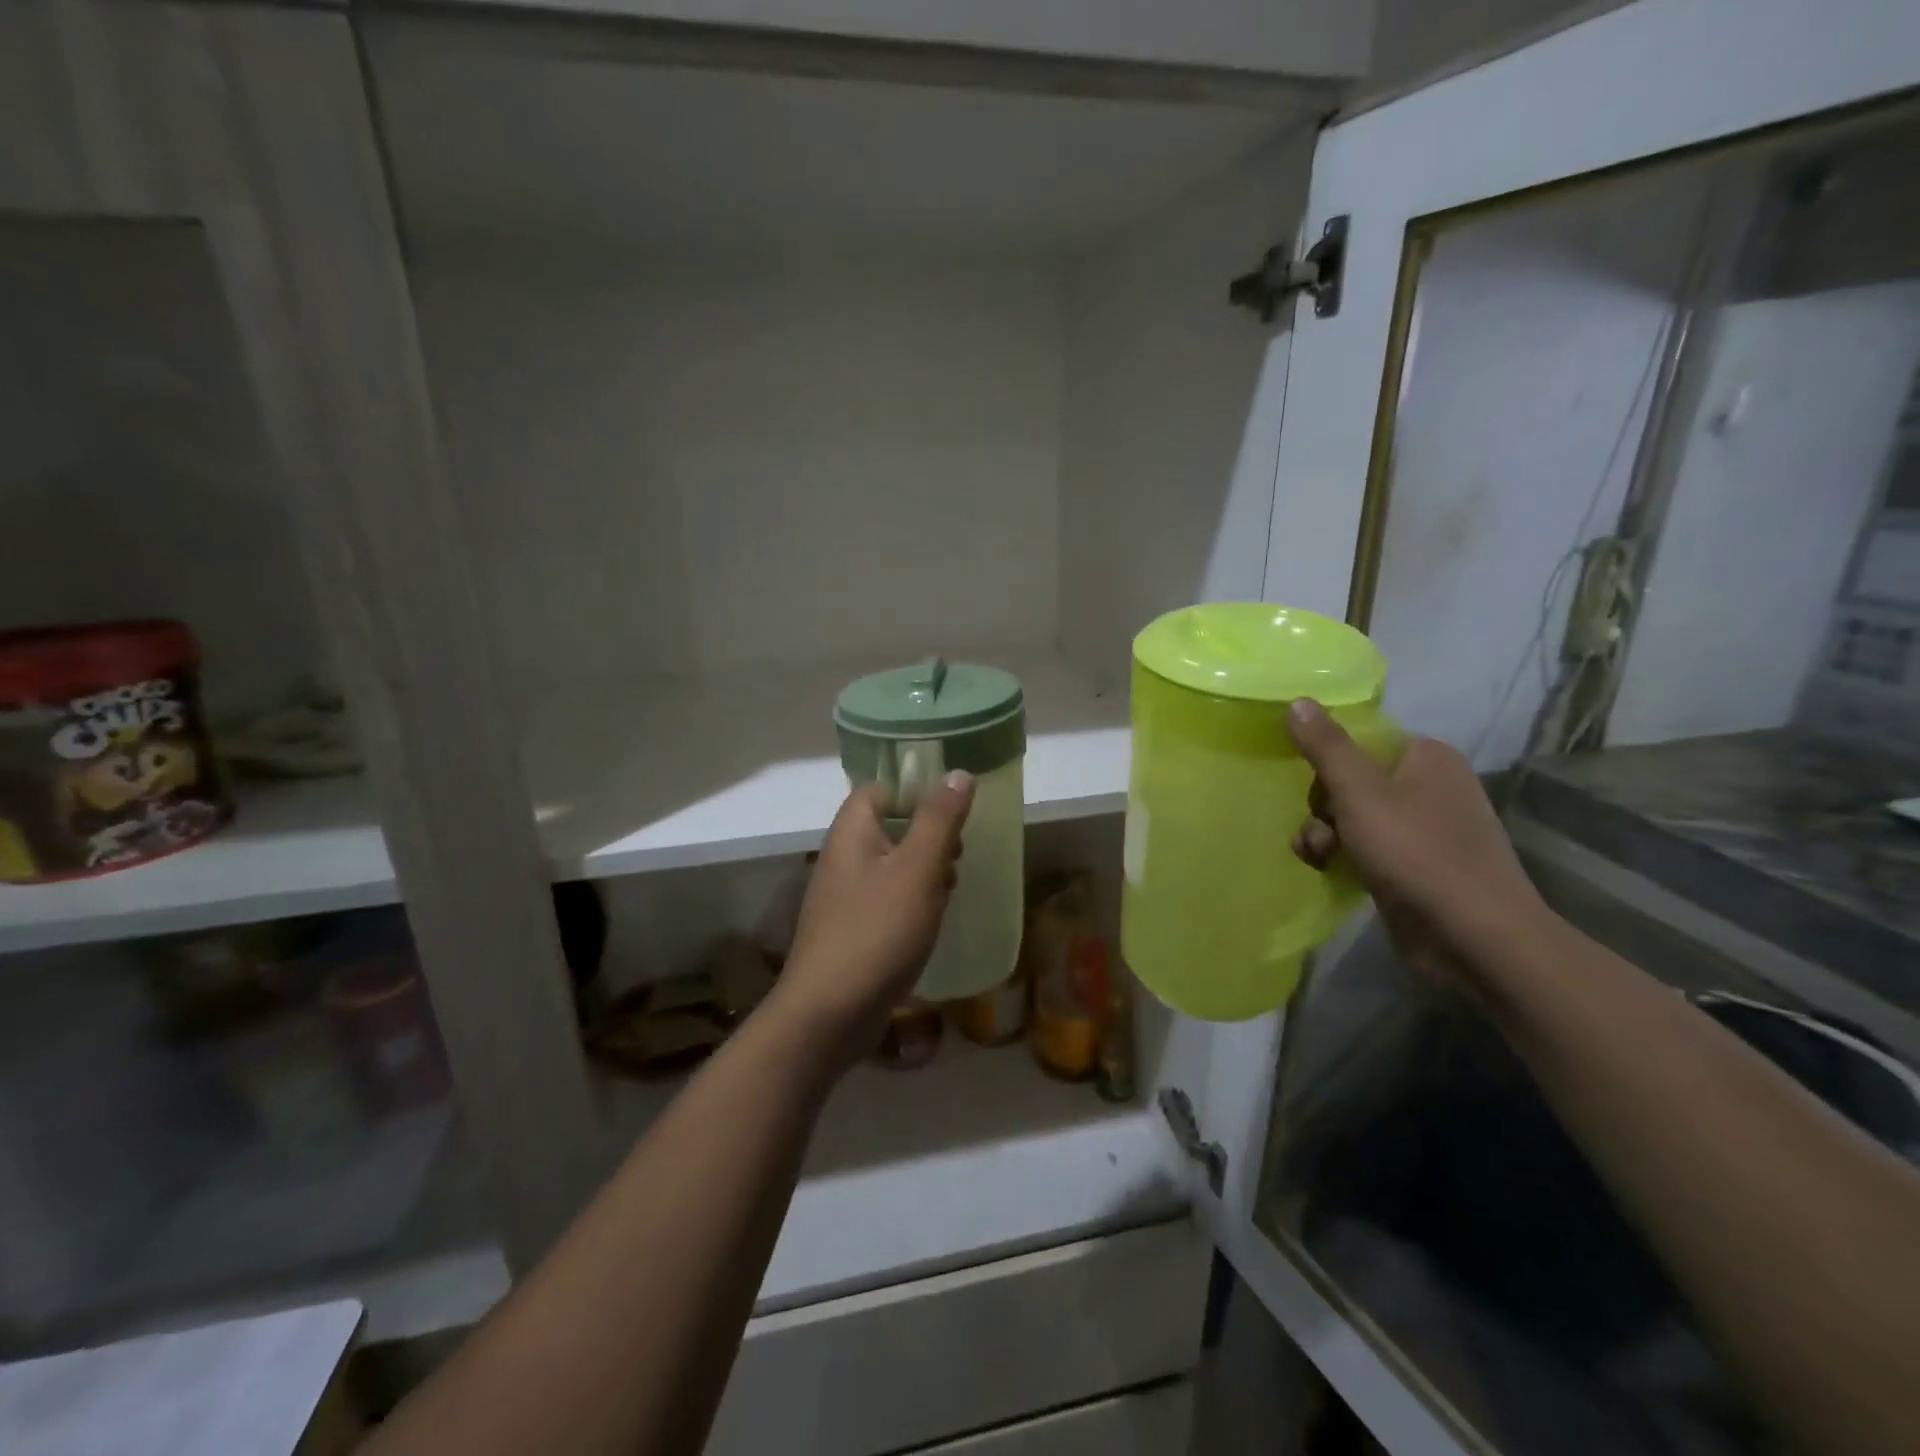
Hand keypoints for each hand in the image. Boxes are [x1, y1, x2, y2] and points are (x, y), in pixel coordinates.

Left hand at [772, 773, 974, 1064]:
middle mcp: (842, 858)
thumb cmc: (877, 931)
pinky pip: (886, 900)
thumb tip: (958, 773)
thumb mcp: (917, 869)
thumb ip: (939, 820)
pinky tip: (932, 921)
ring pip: (891, 865)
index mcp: (851, 833)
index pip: (879, 789)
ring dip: (924, 870)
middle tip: (958, 853)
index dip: (915, 791)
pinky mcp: (851, 930)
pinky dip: (912, 902)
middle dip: (928, 835)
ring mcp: (843, 897)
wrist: (829, 1014)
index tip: (952, 808)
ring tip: (952, 888)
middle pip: (888, 826)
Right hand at [1285, 699, 1547, 989]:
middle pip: (1351, 780)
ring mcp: (1425, 830)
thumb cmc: (1416, 852)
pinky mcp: (1416, 868)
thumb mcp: (1359, 792)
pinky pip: (1366, 848)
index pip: (1360, 741)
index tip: (1312, 786)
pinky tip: (1328, 870)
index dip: (1328, 763)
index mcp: (1426, 757)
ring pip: (1352, 818)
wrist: (1474, 938)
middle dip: (1321, 806)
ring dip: (1324, 834)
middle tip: (1320, 829)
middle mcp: (1430, 787)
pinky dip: (1343, 856)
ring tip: (1317, 856)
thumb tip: (1297, 701)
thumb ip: (1326, 746)